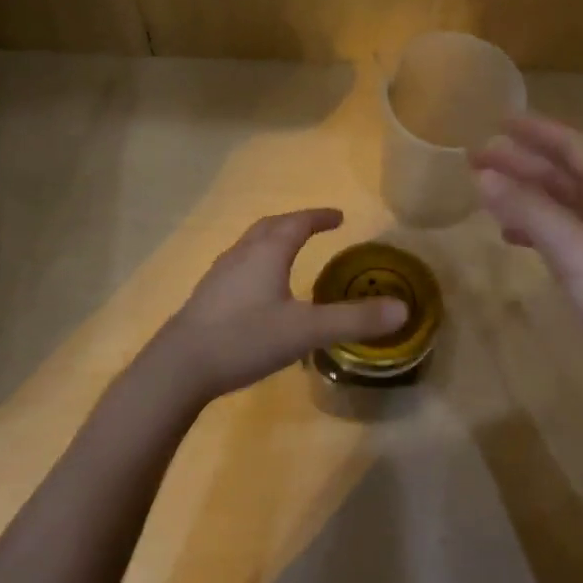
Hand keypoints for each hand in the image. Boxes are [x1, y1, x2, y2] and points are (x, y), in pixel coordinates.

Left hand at [142, 209, 408, 403]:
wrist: (181, 365)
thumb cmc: (245, 338)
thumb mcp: (306, 331)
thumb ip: (353, 320)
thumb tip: (402, 309)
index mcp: (267, 253)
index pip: (297, 224)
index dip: (319, 217)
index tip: (338, 216)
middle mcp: (241, 255)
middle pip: (270, 227)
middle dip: (295, 223)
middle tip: (315, 226)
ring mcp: (219, 274)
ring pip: (249, 245)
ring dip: (272, 240)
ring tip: (287, 251)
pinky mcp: (206, 296)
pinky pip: (237, 266)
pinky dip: (256, 263)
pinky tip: (257, 289)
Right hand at [473, 114, 582, 394]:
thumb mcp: (575, 250)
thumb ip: (529, 210)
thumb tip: (483, 174)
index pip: (572, 148)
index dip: (536, 131)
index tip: (497, 120)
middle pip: (561, 175)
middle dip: (520, 162)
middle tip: (475, 157)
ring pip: (558, 205)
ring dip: (523, 193)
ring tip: (484, 191)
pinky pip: (558, 235)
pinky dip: (532, 227)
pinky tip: (509, 235)